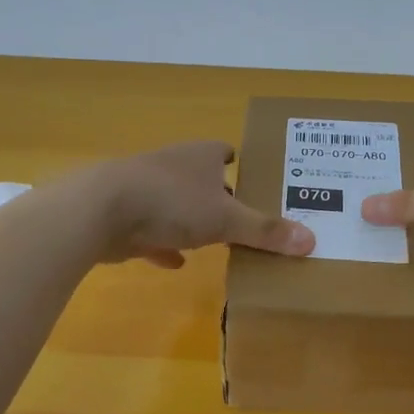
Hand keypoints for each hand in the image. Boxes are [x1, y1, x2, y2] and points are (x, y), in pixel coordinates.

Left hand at [76, 141, 314, 268]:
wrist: (100, 211)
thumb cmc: (172, 202)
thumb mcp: (227, 219)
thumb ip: (266, 231)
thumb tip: (312, 241)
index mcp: (201, 156)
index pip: (225, 151)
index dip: (240, 163)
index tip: (255, 179)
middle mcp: (174, 165)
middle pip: (202, 178)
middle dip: (219, 196)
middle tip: (243, 217)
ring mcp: (146, 188)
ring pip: (176, 203)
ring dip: (190, 219)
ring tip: (214, 239)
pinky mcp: (125, 215)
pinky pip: (151, 231)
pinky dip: (164, 244)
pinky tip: (176, 262)